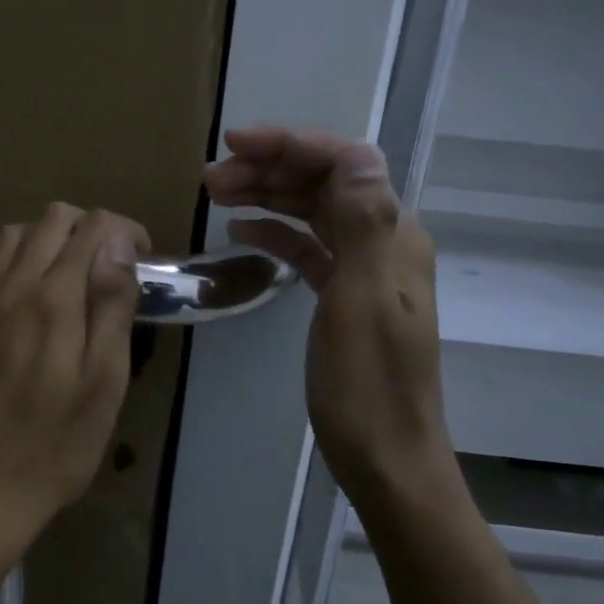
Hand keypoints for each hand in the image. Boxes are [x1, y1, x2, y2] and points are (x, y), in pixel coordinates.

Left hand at [0, 202, 148, 554]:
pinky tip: (23, 292)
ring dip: (47, 239)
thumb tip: (117, 244)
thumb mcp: (104, 382)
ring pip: (11, 234)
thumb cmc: (56, 444)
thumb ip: (111, 305)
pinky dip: (9, 258)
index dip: (123, 230)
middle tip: (109, 268)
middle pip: (50, 218)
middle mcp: (9, 286)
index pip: (91, 227)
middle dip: (89, 227)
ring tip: (68, 276)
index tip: (140, 259)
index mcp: (53, 299)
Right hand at [204, 127, 444, 493]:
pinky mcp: (344, 296)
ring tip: (216, 194)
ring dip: (268, 196)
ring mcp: (364, 270)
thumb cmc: (367, 385)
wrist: (386, 458)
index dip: (293, 145)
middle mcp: (383, 242)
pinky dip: (277, 234)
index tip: (237, 145)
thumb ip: (361, 224)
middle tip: (211, 177)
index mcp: (392, 236)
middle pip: (326, 183)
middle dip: (271, 169)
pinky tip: (243, 231)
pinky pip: (309, 249)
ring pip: (314, 213)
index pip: (347, 163)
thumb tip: (355, 153)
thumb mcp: (360, 301)